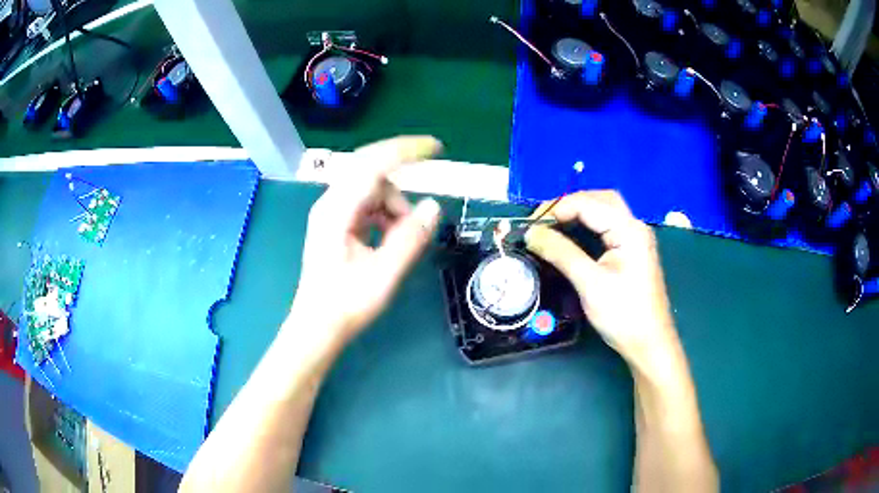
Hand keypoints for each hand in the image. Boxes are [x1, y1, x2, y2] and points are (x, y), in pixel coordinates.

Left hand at [288, 136, 442, 347]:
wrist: (317, 326)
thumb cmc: (347, 304)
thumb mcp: (385, 274)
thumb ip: (410, 238)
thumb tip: (433, 206)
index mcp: (337, 211)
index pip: (373, 165)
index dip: (405, 151)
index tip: (436, 147)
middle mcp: (331, 203)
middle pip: (370, 170)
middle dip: (401, 182)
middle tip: (422, 201)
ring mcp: (332, 212)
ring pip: (371, 188)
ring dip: (393, 205)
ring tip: (401, 238)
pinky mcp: (336, 222)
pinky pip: (366, 203)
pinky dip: (384, 213)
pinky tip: (389, 237)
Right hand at [525, 191, 677, 371]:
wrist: (649, 343)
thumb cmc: (623, 314)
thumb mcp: (589, 284)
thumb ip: (561, 253)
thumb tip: (531, 233)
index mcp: (629, 230)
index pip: (589, 203)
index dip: (558, 208)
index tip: (532, 225)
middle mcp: (635, 227)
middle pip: (600, 199)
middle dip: (570, 204)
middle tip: (544, 220)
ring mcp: (635, 239)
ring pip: (605, 211)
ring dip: (579, 212)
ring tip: (553, 225)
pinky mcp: (632, 251)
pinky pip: (608, 226)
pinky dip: (588, 225)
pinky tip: (573, 236)